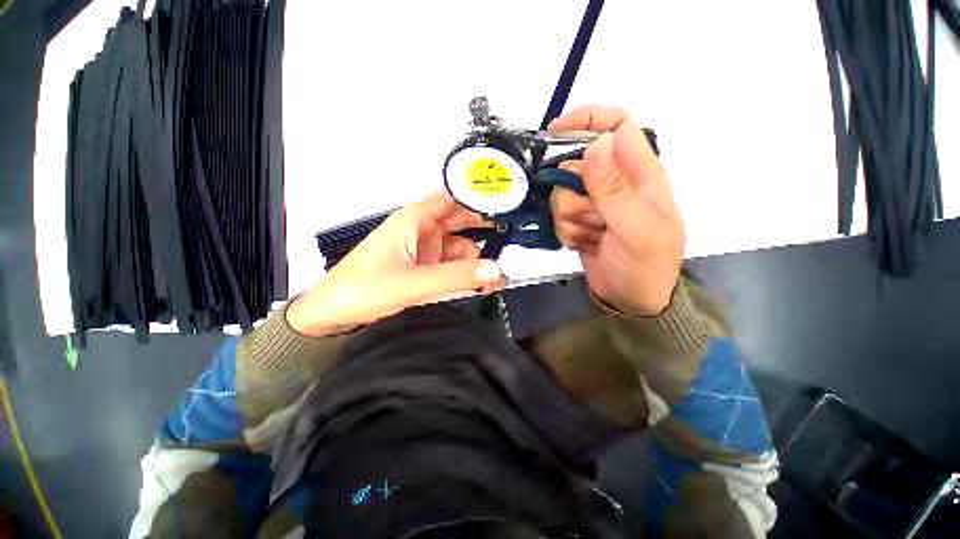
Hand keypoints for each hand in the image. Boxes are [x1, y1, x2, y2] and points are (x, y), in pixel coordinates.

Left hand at [287, 192, 507, 335]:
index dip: (478, 198)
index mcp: (414, 220)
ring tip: (494, 280)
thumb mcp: (413, 282)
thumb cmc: (363, 288)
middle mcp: (422, 229)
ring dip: (476, 261)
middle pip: (461, 223)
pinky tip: (477, 285)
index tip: (505, 205)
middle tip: (508, 245)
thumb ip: (455, 277)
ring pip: (459, 247)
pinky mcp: (424, 266)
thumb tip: (494, 270)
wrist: (335, 312)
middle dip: (484, 234)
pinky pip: (451, 264)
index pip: (452, 198)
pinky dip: (465, 273)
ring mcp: (424, 249)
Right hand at [549, 106, 684, 315]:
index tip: (555, 132)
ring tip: (591, 236)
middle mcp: (615, 183)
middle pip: (576, 167)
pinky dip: (566, 231)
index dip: (587, 120)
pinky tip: (582, 243)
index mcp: (641, 174)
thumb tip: (597, 143)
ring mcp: (595, 204)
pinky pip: (558, 216)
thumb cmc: (645, 266)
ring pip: (562, 195)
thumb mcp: (636, 229)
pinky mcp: (579, 221)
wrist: (631, 300)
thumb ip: (615, 189)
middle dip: (574, 195)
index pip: (617, 126)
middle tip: (592, 220)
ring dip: (571, 219)